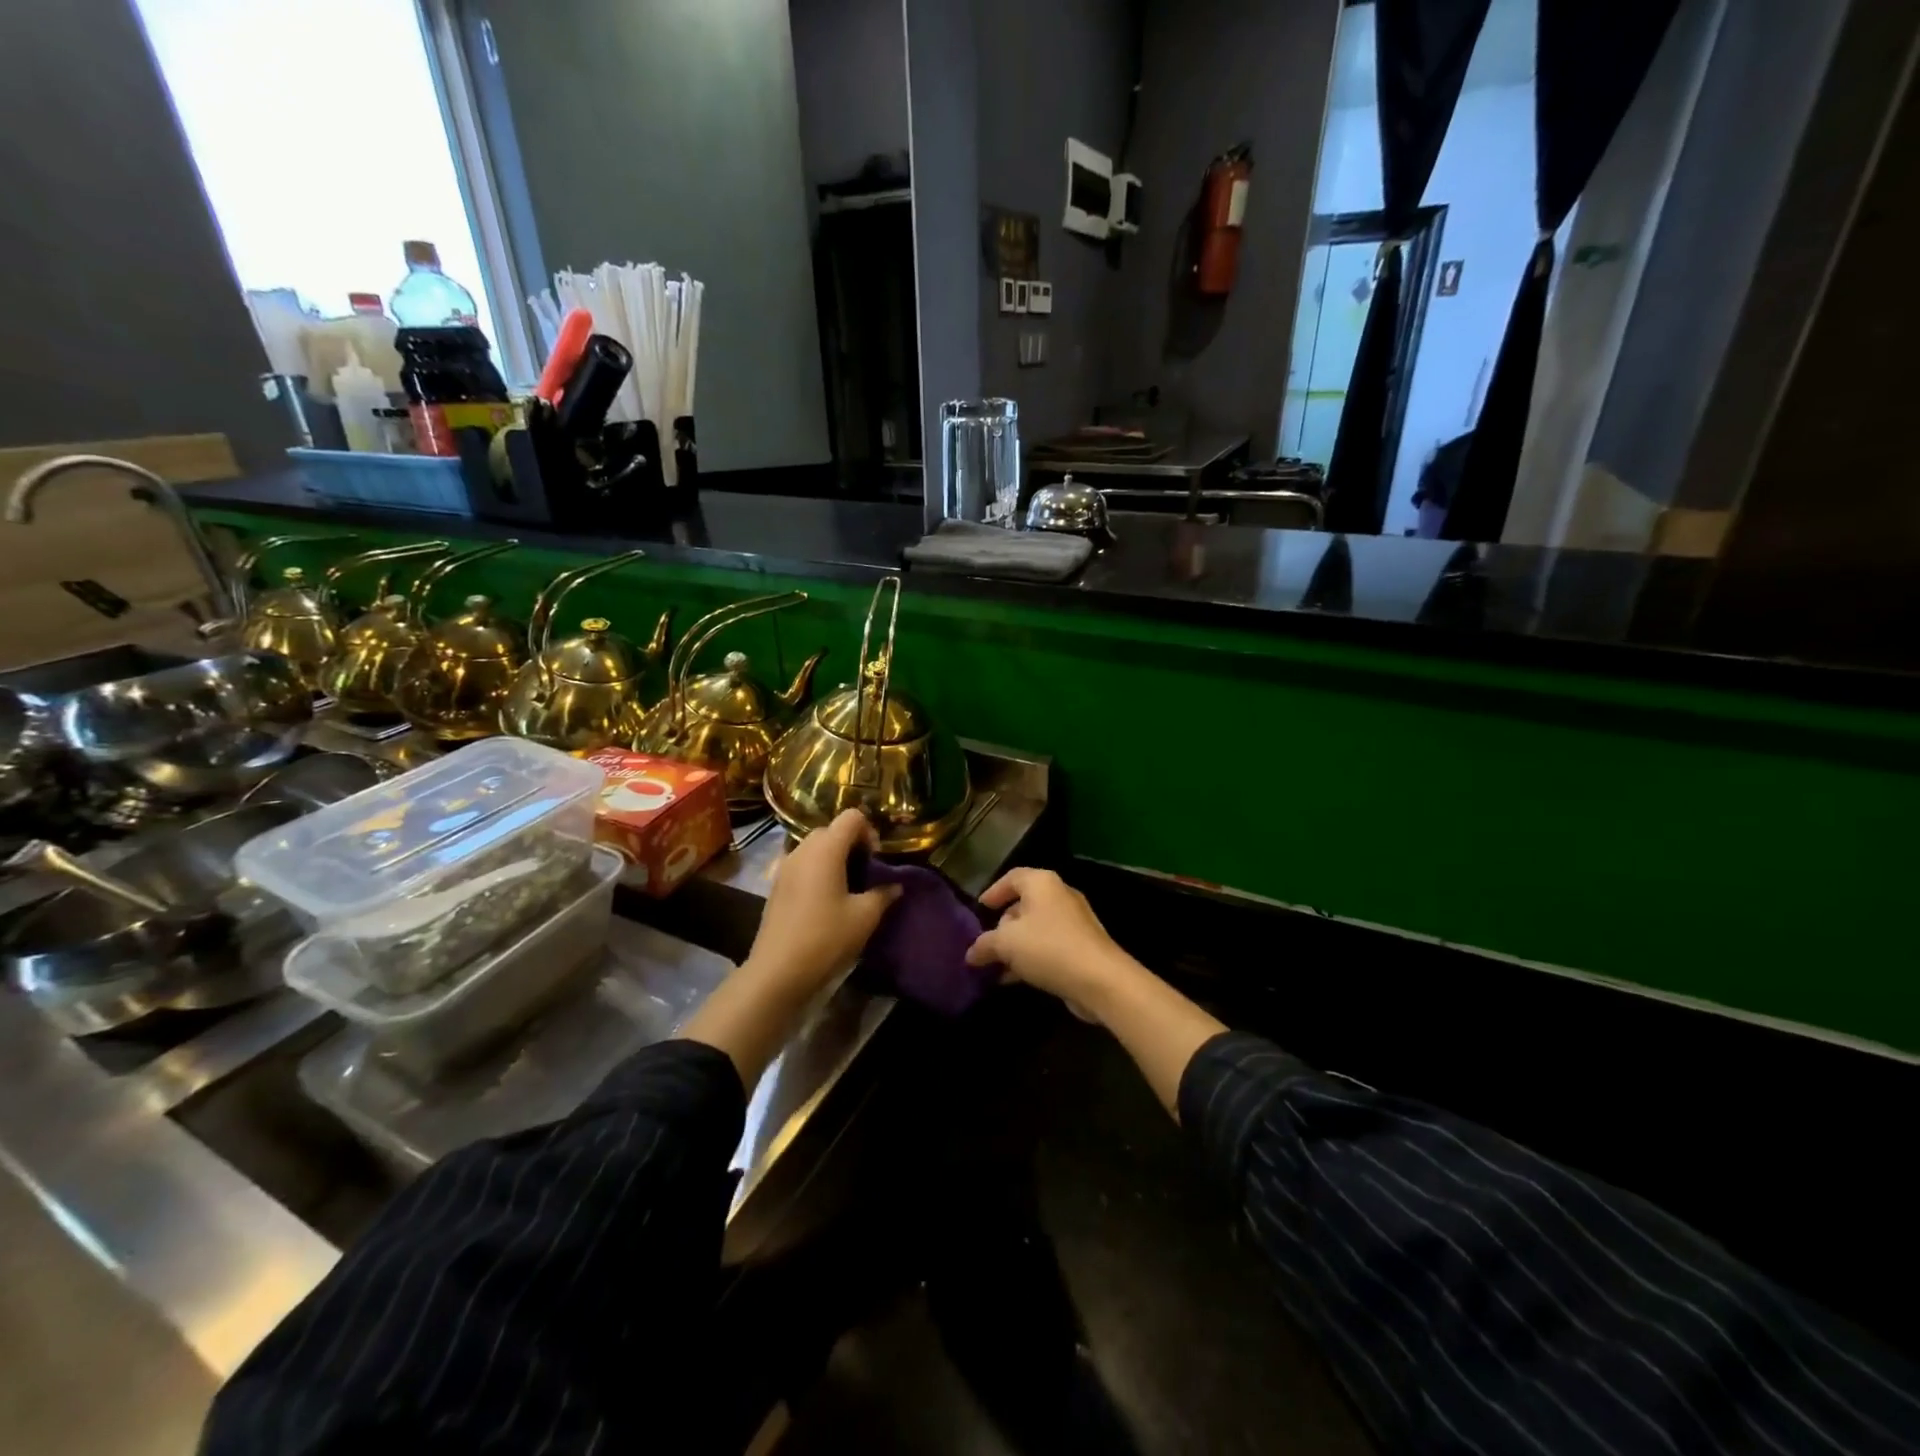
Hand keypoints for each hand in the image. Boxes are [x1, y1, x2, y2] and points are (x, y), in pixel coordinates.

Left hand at [744, 810, 901, 995]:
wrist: (778, 971)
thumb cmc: (826, 937)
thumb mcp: (865, 917)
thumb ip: (883, 894)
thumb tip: (896, 885)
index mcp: (826, 849)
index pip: (852, 817)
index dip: (869, 831)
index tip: (876, 860)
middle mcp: (802, 850)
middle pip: (831, 830)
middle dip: (852, 844)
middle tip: (865, 872)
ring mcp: (785, 866)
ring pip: (814, 847)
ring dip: (834, 857)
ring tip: (847, 887)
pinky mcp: (776, 885)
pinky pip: (802, 864)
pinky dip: (817, 871)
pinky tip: (825, 901)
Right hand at [964, 868, 1136, 1013]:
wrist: (1100, 979)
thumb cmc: (1048, 948)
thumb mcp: (1006, 944)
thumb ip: (984, 945)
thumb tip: (971, 953)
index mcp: (1042, 883)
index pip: (1012, 877)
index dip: (993, 891)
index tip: (979, 909)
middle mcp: (1060, 896)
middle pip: (1024, 904)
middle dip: (1003, 925)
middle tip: (987, 943)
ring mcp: (1074, 922)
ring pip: (1036, 928)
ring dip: (1016, 946)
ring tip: (996, 966)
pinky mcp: (1082, 946)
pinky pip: (1049, 946)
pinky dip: (1032, 958)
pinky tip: (1015, 979)